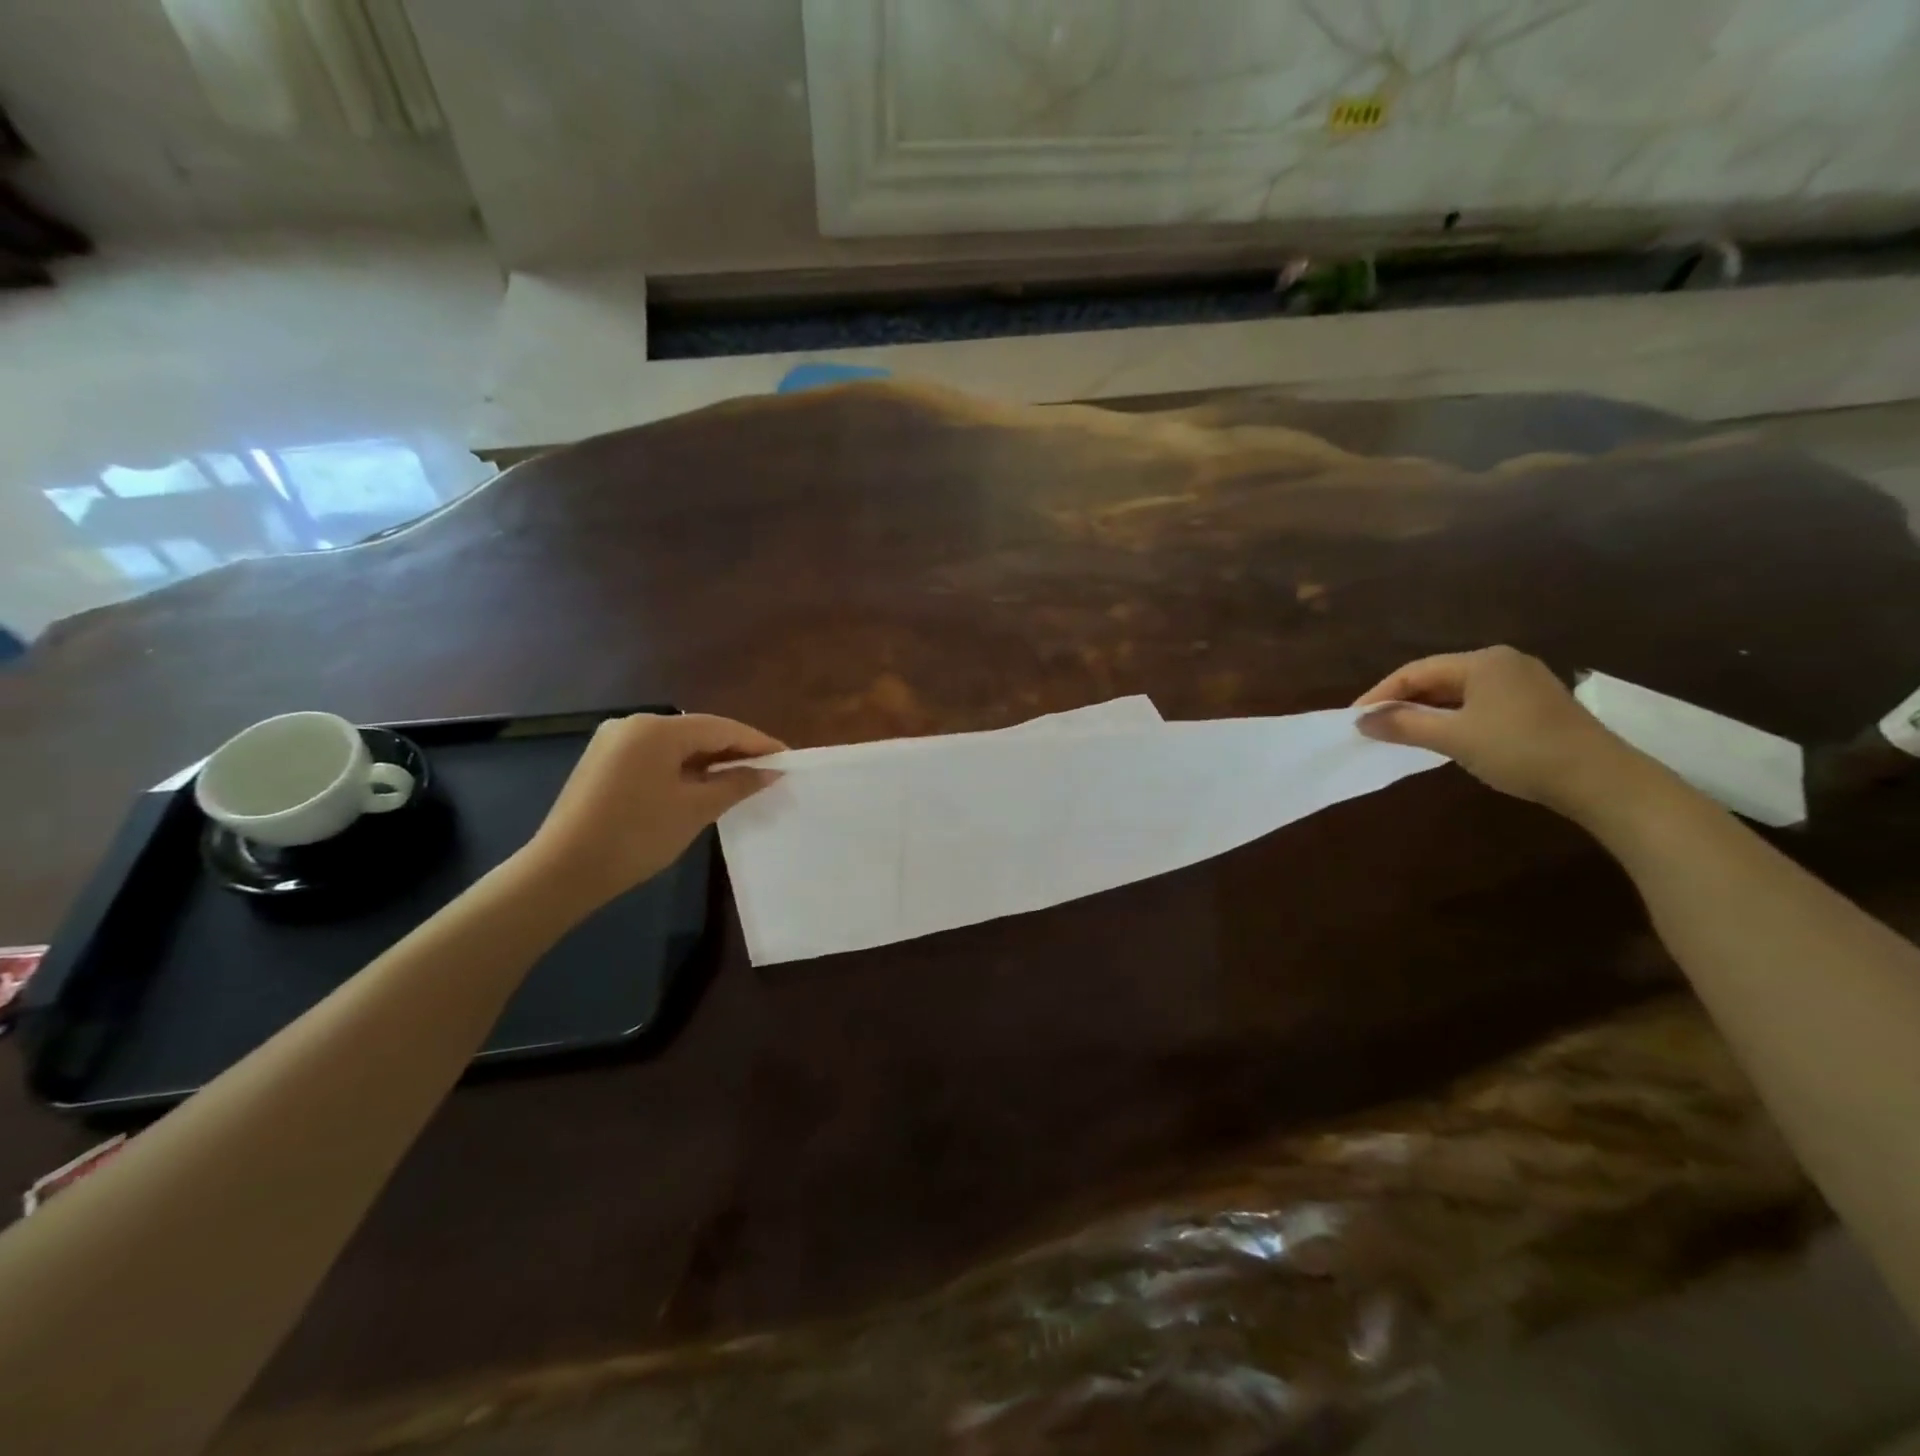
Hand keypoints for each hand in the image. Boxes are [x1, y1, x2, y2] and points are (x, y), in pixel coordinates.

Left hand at [521, 712, 784, 912]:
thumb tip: (770, 771)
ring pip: (677, 745)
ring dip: (709, 761)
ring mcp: (614, 741)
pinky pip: (656, 756)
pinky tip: (701, 786)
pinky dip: (683, 768)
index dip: (758, 743)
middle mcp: (634, 724)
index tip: (788, 759)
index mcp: (657, 729)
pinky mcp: (604, 761)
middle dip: (734, 751)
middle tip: (768, 772)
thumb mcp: (695, 810)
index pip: (722, 728)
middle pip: (698, 732)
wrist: (563, 871)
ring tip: (740, 781)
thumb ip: (737, 783)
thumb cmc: (637, 836)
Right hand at [1353, 646, 1658, 820]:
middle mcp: (1503, 662)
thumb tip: (1361, 721)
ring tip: (1400, 734)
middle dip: (1402, 702)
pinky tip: (1442, 736)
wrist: (1600, 780)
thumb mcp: (1453, 738)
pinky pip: (1478, 703)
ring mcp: (1523, 682)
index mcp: (1482, 661)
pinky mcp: (1535, 705)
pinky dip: (1452, 718)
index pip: (1415, 672)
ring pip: (1458, 692)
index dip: (1380, 695)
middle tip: (1374, 727)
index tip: (1355, 719)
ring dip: (1426, 712)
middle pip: (1436, 678)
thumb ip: (1404, 726)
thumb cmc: (1519, 750)